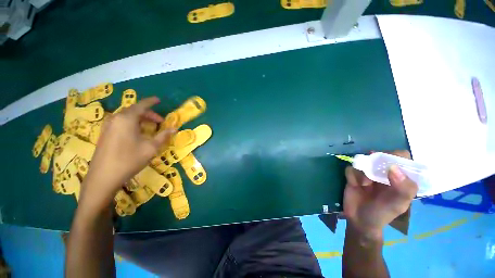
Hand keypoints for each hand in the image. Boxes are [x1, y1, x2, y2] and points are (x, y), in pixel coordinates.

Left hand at [80, 97, 175, 210]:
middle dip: (149, 114)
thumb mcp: (151, 147)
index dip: (151, 102)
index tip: (158, 100)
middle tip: (160, 122)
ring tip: (150, 127)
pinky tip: (137, 133)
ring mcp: (108, 126)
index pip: (141, 105)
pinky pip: (121, 123)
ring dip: (140, 119)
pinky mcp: (105, 134)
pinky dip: (132, 124)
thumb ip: (163, 136)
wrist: (103, 177)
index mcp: (126, 119)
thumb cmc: (129, 159)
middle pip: (134, 111)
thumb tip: (175, 129)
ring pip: (127, 117)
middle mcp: (115, 119)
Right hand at [343, 151, 417, 238]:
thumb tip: (393, 167)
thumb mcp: (398, 205)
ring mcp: (367, 173)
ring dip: (362, 171)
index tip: (388, 164)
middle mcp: (383, 172)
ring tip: (364, 184)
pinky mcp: (353, 175)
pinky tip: (354, 185)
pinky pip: (350, 168)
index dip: (395, 156)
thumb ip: (403, 188)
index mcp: (399, 177)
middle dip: (375, 163)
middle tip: (373, 174)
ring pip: (362, 161)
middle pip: (380, 156)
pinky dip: (351, 176)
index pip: (402, 157)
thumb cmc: (383, 214)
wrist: (359, 220)